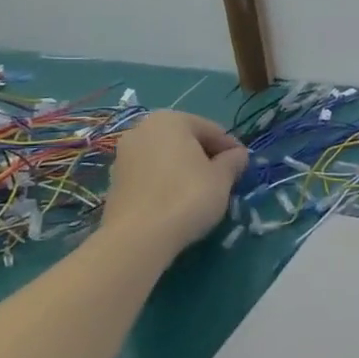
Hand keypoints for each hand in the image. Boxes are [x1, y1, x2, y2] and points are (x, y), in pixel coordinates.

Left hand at [100, 111, 248, 253]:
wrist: (138, 238)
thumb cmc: (187, 197)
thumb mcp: (222, 178)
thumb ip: (233, 161)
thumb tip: (238, 155)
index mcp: (170, 120)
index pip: (211, 130)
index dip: (231, 149)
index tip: (244, 167)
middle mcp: (142, 130)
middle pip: (186, 141)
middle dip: (206, 158)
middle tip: (224, 180)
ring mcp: (123, 156)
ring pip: (166, 158)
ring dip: (185, 170)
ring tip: (201, 193)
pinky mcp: (114, 182)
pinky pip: (150, 176)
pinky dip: (166, 183)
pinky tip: (177, 203)